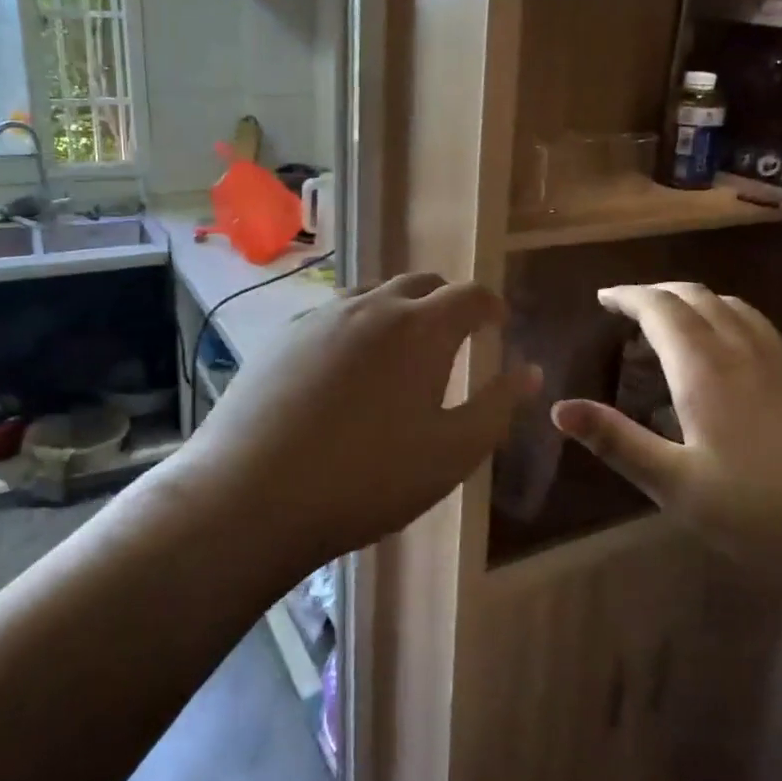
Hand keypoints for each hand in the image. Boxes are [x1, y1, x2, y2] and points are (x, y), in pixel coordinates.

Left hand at [165, 273, 540, 565]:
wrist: (251, 496)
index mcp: (421, 328)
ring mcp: (320, 316)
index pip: (470, 295)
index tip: (499, 324)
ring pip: (373, 296)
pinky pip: (333, 316)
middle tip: (456, 336)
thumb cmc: (368, 479)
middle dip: (446, 303)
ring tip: (401, 351)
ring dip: (398, 312)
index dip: (492, 306)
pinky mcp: (282, 336)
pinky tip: (345, 369)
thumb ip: (497, 406)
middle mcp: (371, 306)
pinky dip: (356, 327)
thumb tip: (531, 371)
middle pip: (421, 284)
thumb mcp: (451, 453)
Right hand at [550, 283, 781, 584]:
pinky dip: (726, 321)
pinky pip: (757, 326)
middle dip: (657, 293)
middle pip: (696, 296)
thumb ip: (618, 442)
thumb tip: (558, 409)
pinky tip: (729, 358)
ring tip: (674, 324)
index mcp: (704, 367)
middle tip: (629, 307)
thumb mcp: (679, 486)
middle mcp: (744, 347)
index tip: (603, 298)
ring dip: (694, 302)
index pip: (659, 308)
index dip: (627, 296)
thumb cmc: (767, 512)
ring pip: (731, 306)